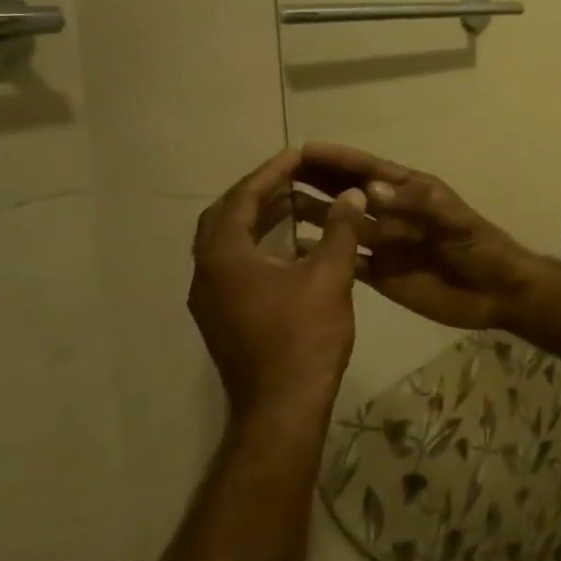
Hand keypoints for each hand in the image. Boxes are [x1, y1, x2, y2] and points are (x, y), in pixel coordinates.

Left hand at [188, 147, 363, 423]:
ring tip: (296, 202)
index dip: (271, 172)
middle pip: (224, 217)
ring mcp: (211, 300)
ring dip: (257, 218)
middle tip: (292, 175)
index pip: (242, 199)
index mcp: (225, 258)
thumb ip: (341, 229)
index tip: (298, 154)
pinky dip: (259, 244)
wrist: (283, 407)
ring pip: (227, 243)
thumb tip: (352, 194)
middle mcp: (207, 274)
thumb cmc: (305, 337)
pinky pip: (235, 264)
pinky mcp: (224, 317)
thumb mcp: (330, 275)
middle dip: (257, 192)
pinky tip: (294, 246)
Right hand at [297, 142, 537, 331]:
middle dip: (318, 180)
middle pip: (350, 193)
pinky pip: (347, 260)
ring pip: (343, 225)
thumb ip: (417, 205)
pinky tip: (294, 250)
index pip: (370, 170)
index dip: (339, 159)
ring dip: (315, 214)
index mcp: (412, 193)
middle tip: (277, 173)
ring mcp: (386, 244)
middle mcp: (393, 214)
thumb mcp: (455, 221)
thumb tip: (370, 189)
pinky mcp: (382, 274)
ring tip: (276, 207)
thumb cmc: (481, 248)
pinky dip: (324, 253)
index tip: (304, 149)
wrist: (496, 292)